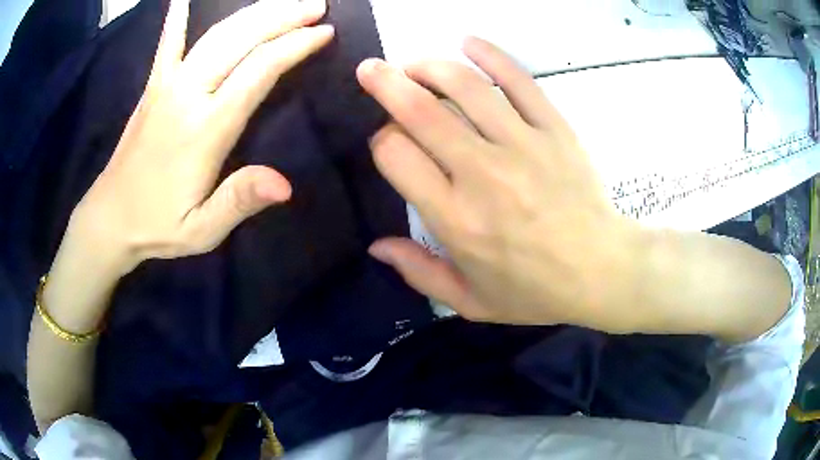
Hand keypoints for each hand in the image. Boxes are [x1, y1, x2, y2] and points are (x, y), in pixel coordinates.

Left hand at [67, 0, 333, 276]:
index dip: (294, 46)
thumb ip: (239, 202)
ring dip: (253, 11)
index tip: (325, 32)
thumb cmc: (156, 225)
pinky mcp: (153, 87)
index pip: (258, 71)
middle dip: (282, 16)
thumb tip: (286, 184)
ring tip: (283, 0)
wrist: (108, 219)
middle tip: (316, 5)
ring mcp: (167, 85)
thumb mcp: (201, 230)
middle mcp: (187, 95)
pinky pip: (168, 44)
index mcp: (205, 129)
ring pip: (216, 34)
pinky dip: (178, 17)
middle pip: (241, 39)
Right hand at [357, 38, 646, 331]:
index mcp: (455, 218)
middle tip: (370, 69)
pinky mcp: (554, 128)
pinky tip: (468, 42)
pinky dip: (490, 54)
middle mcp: (483, 173)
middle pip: (421, 110)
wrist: (602, 271)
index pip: (395, 154)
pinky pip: (519, 79)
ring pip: (465, 86)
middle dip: (386, 83)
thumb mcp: (470, 301)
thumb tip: (376, 246)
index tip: (389, 143)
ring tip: (414, 63)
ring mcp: (523, 144)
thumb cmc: (535, 291)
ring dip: (429, 65)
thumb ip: (419, 273)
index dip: (382, 140)